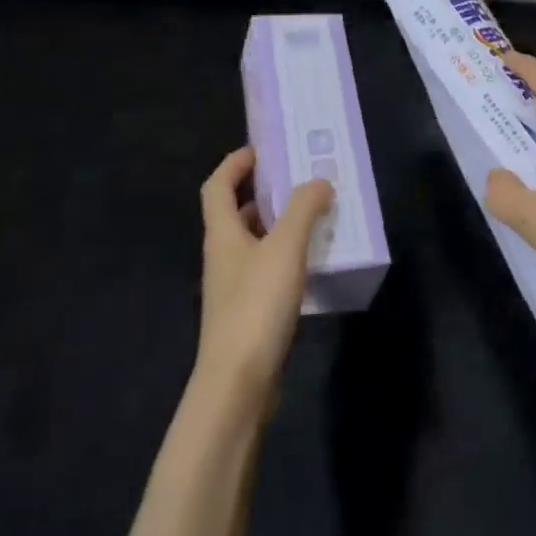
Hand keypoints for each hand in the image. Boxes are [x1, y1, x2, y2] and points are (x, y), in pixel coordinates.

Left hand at [193, 146, 334, 410]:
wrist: (237, 385)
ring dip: (278, 223)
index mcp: (222, 234)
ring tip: (314, 213)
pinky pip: (267, 268)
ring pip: (254, 242)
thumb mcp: (285, 248)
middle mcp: (223, 256)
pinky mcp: (249, 313)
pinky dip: (286, 255)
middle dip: (263, 192)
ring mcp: (234, 287)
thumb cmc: (256, 306)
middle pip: (235, 213)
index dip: (234, 164)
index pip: (217, 186)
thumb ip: (304, 209)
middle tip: (299, 178)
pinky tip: (312, 260)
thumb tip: (319, 181)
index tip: (261, 150)